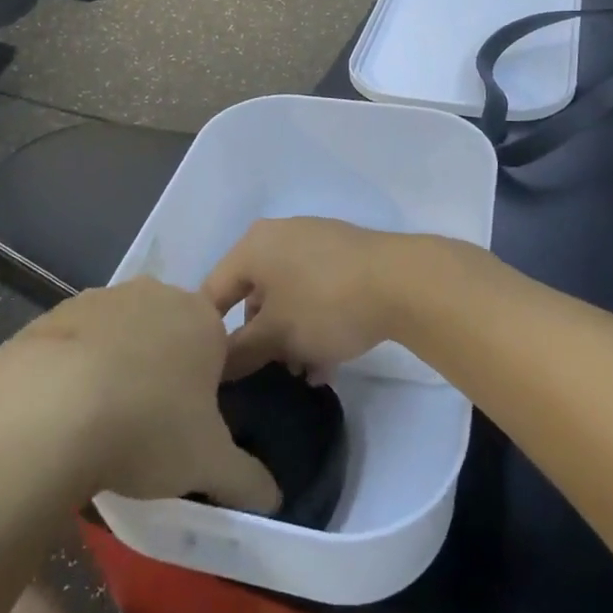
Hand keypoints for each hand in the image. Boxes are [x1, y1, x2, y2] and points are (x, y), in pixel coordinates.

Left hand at [0, 279, 279, 513]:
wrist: (46, 409)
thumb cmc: (147, 426)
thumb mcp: (208, 465)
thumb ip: (248, 481)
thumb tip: (274, 501)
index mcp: (203, 318)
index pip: (218, 346)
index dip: (207, 388)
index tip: (190, 426)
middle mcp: (157, 293)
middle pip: (170, 334)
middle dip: (164, 372)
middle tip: (148, 426)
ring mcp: (102, 298)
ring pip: (122, 335)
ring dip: (118, 368)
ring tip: (101, 424)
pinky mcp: (53, 313)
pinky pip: (77, 343)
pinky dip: (75, 369)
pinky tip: (62, 411)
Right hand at [201, 217, 449, 379]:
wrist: (403, 282)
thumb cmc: (325, 304)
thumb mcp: (276, 336)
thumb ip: (238, 353)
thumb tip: (214, 368)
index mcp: (253, 246)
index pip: (213, 293)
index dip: (210, 335)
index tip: (216, 372)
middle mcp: (280, 236)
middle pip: (253, 296)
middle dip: (259, 341)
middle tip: (268, 375)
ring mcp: (316, 243)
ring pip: (288, 298)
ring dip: (290, 339)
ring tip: (305, 376)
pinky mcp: (346, 256)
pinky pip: (316, 292)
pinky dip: (314, 324)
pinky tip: (328, 363)